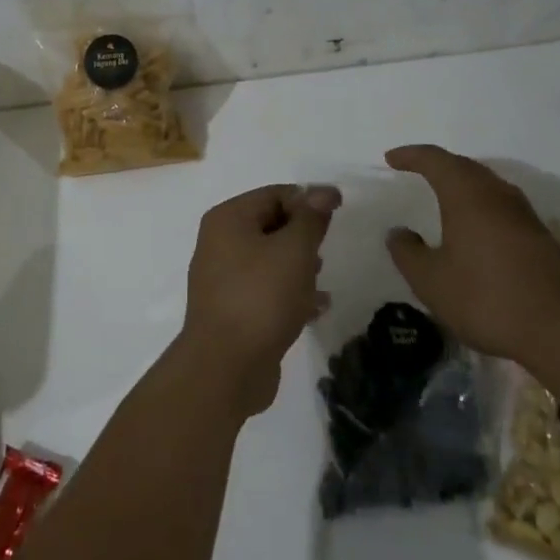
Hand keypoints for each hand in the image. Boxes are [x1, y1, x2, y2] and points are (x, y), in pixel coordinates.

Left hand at [180, 183, 338, 417]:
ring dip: (298, 265)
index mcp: (228, 219)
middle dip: (302, 234)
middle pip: (270, 225)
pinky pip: (266, 290)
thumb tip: (323, 191)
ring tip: (321, 279)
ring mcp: (223, 278)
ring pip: (269, 259)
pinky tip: (317, 307)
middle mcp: (219, 243)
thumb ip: (310, 218)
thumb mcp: (294, 250)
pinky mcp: (232, 310)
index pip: (274, 194)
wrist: (226, 368)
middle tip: (328, 247)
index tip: (340, 212)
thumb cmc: (261, 297)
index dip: (308, 199)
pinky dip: (290, 293)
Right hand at [383, 145, 559, 363]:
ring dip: (463, 183)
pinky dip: (481, 205)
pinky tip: (476, 228)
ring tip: (444, 195)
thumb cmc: (487, 298)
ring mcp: (524, 215)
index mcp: (468, 195)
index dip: (411, 156)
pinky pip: (502, 206)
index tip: (391, 159)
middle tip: (416, 170)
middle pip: (465, 166)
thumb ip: (408, 253)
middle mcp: (497, 195)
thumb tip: (398, 233)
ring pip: (488, 185)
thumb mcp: (431, 281)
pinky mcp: (541, 237)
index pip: (435, 160)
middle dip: (439, 165)